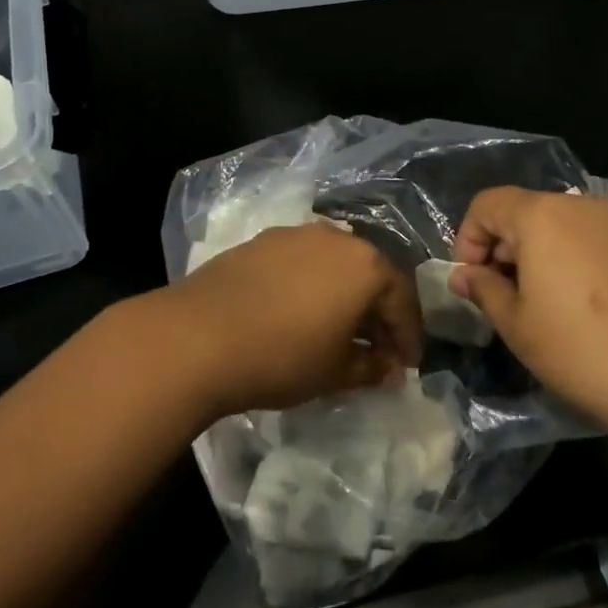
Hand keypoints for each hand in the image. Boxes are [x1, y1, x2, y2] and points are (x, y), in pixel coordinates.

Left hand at [148, 223, 423, 419]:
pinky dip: (311, 284)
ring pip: (334, 264)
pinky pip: (301, 261)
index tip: (407, 365)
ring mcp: (296, 234)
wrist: (198, 336)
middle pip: (370, 275)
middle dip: (377, 313)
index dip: (408, 336)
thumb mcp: (335, 372)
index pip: (402, 299)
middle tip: (377, 348)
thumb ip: (371, 368)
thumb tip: (389, 369)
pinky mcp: (261, 240)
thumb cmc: (282, 356)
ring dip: (343, 295)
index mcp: (366, 266)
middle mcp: (336, 238)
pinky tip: (297, 311)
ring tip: (336, 329)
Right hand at [450, 188, 607, 438]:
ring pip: (556, 226)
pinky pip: (587, 240)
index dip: (467, 239)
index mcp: (541, 214)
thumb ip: (483, 290)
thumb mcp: (516, 324)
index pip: (487, 204)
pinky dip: (567, 260)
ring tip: (535, 305)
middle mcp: (579, 205)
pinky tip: (575, 306)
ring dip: (533, 255)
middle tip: (498, 297)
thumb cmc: (580, 349)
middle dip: (500, 248)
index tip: (470, 282)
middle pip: (522, 211)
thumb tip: (463, 276)